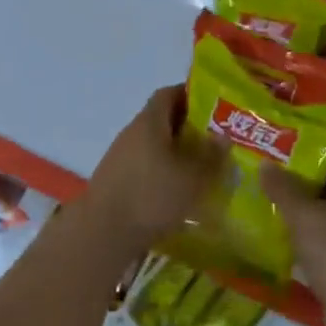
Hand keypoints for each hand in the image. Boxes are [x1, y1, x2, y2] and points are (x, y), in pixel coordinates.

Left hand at [76, 86, 226, 256]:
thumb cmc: (152, 196)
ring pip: (154, 144)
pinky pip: (145, 164)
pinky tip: (178, 189)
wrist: (103, 232)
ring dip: (175, 151)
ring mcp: (121, 156)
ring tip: (201, 167)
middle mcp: (132, 132)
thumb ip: (211, 156)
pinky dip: (163, 170)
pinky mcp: (116, 179)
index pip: (169, 93)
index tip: (215, 107)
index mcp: (149, 122)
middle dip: (188, 127)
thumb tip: (222, 136)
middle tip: (214, 141)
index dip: (192, 94)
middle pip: (162, 119)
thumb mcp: (192, 177)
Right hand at [262, 157, 325, 325]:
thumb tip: (266, 164)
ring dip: (298, 212)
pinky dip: (303, 239)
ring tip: (263, 202)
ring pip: (324, 216)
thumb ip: (283, 189)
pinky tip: (278, 240)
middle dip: (297, 181)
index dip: (308, 150)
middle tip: (263, 174)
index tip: (277, 147)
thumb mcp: (305, 216)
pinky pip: (323, 243)